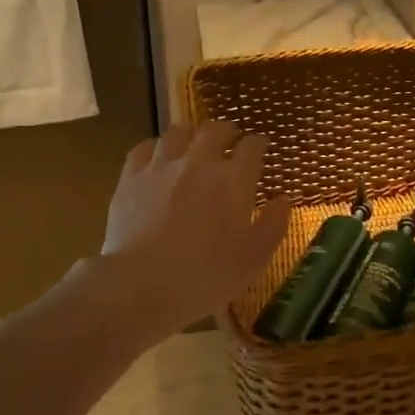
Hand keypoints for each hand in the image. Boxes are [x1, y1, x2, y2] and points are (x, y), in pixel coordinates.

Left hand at [101, 120, 291, 334]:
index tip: (261, 146)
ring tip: (192, 145)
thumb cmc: (205, 276)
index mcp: (234, 180)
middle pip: (215, 130)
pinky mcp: (131, 177)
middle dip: (226, 131)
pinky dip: (155, 148)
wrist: (141, 284)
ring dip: (190, 135)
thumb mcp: (253, 260)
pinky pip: (144, 148)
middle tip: (229, 139)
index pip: (251, 147)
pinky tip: (156, 158)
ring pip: (178, 132)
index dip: (258, 144)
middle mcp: (199, 162)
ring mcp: (161, 166)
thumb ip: (273, 226)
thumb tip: (283, 199)